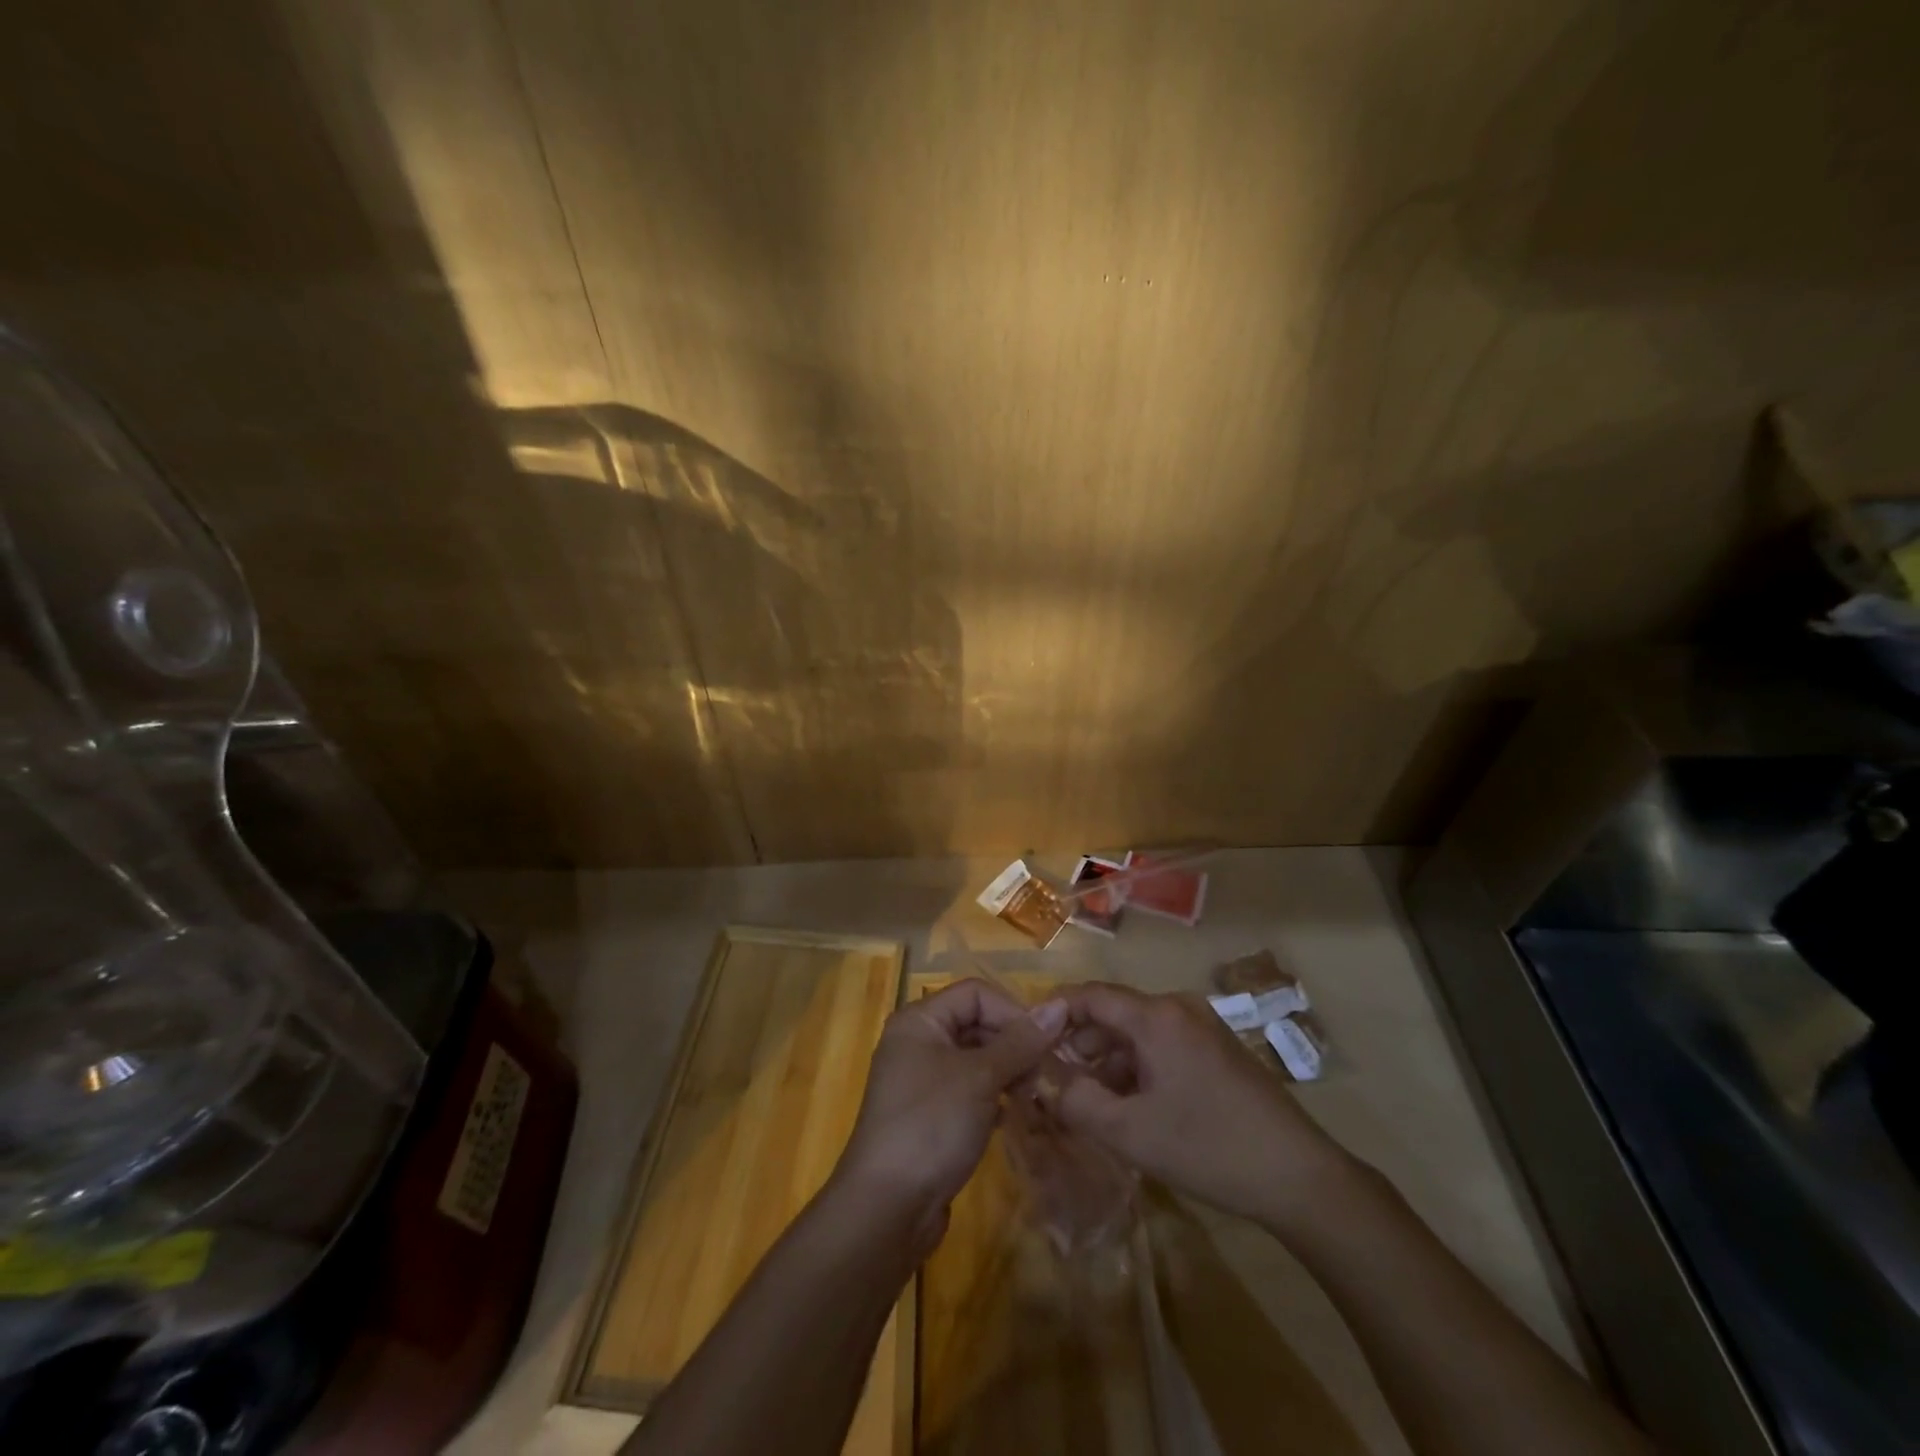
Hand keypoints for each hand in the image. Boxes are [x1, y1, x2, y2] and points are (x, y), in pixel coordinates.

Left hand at [834, 979, 1066, 1254]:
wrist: (886, 1209)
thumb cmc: (931, 1125)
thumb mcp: (980, 1078)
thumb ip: (1020, 1041)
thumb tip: (1058, 1005)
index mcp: (919, 1021)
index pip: (975, 993)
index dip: (1012, 1011)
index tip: (1045, 1042)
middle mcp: (917, 1042)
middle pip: (975, 1023)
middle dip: (1012, 1043)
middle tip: (1045, 1073)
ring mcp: (921, 1081)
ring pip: (975, 1059)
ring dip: (1007, 1072)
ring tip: (1035, 1094)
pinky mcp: (930, 1116)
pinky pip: (969, 1091)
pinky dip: (993, 1097)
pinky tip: (1015, 1116)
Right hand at [1054, 982, 1351, 1221]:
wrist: (1299, 1176)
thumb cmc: (1208, 1147)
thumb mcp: (1131, 1133)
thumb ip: (1078, 1102)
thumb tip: (1046, 1082)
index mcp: (1157, 1016)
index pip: (1091, 995)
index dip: (1055, 1011)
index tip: (1028, 1038)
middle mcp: (1179, 1008)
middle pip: (1115, 1013)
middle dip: (1081, 1044)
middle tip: (1055, 1080)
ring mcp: (1203, 1027)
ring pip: (1139, 1032)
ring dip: (1110, 1061)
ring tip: (1090, 1101)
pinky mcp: (1218, 1050)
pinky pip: (1163, 1046)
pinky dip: (1139, 1068)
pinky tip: (1131, 1106)